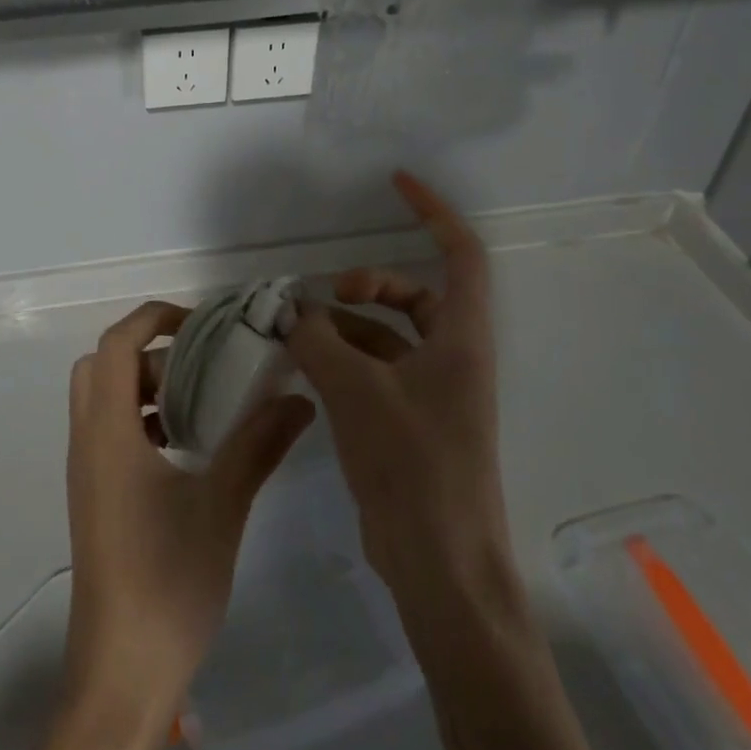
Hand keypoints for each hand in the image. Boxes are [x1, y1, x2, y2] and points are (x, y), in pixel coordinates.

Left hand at [63, 300, 314, 729]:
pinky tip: (188, 447)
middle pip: (103, 365)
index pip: (116, 344)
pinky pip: (110, 432)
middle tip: (201, 363)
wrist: (122, 673)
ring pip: (105, 399)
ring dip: (147, 386)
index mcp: (108, 432)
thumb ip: (258, 444)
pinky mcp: (95, 497)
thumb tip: (298, 398)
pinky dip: (143, 419)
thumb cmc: (168, 581)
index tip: (202, 324)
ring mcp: (87, 472)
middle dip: (150, 351)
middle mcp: (87, 441)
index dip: (153, 319)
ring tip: (202, 401)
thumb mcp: (223, 505)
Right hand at [285, 172, 516, 614]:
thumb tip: (289, 311)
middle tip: (327, 295)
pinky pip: (375, 371)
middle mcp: (452, 357)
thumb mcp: (357, 392)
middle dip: (370, 284)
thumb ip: (318, 342)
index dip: (432, 212)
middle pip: (416, 295)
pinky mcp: (409, 423)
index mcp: (461, 338)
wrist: (441, 565)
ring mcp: (432, 393)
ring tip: (298, 333)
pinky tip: (305, 368)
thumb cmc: (414, 465)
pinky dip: (342, 360)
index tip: (396, 184)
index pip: (460, 254)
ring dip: (346, 326)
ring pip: (388, 336)